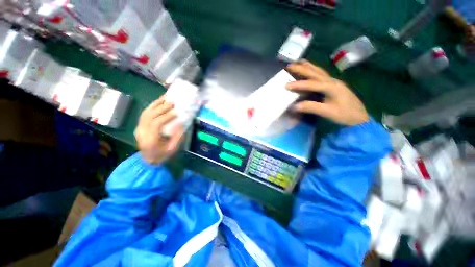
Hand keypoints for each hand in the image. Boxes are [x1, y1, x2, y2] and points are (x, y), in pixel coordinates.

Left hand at [134, 96, 183, 164]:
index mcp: (150, 140)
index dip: (166, 116)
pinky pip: (144, 114)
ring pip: (145, 113)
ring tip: (166, 98)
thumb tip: (181, 123)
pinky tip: (159, 102)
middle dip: (161, 108)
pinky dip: (151, 106)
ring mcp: (139, 128)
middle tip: (172, 103)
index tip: (176, 112)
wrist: (148, 160)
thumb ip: (177, 136)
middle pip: (149, 116)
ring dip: (156, 104)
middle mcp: (142, 133)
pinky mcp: (139, 126)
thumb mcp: (173, 148)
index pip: (156, 124)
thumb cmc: (162, 155)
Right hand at [286, 60, 369, 125]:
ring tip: (299, 62)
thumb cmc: (345, 115)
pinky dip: (314, 70)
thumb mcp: (328, 112)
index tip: (286, 85)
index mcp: (331, 87)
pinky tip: (311, 69)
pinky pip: (322, 74)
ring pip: (319, 71)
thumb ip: (312, 107)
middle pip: (315, 72)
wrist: (359, 117)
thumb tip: (295, 106)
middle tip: (289, 66)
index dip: (299, 84)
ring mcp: (334, 82)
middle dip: (302, 68)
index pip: (312, 84)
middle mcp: (332, 81)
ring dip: (308, 66)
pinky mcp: (334, 85)